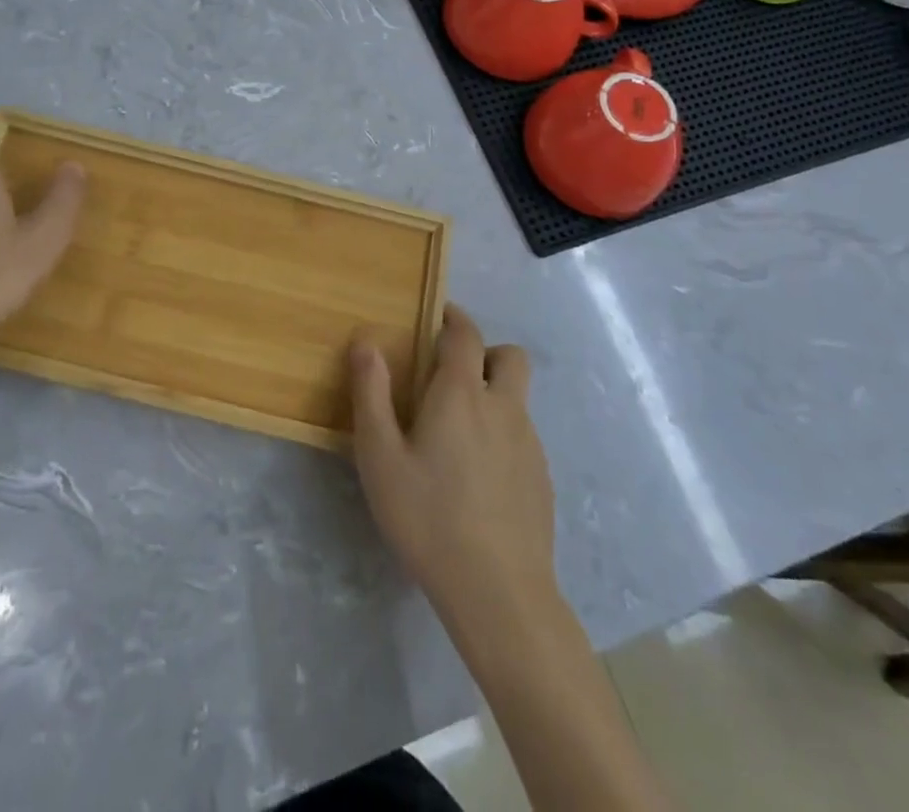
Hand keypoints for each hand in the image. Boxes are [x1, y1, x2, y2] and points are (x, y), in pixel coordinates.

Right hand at [350, 305, 557, 640]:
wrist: (499, 593)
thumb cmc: (428, 517)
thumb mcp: (380, 456)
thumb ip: (371, 394)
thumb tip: (366, 342)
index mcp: (462, 394)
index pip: (466, 334)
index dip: (454, 317)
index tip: (439, 315)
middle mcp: (503, 408)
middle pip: (509, 357)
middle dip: (484, 352)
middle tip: (452, 375)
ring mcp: (529, 444)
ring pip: (517, 399)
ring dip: (493, 395)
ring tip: (457, 433)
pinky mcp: (542, 479)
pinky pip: (522, 436)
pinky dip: (502, 435)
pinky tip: (478, 477)